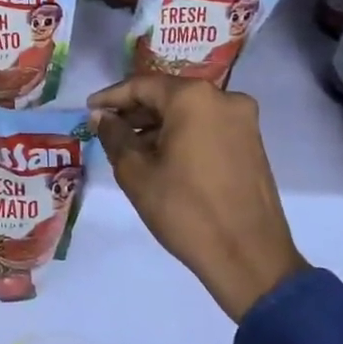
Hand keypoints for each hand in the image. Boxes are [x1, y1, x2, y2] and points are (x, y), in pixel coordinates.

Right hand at [87, 76, 305, 320]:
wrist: (249, 258)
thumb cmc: (185, 210)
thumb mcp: (136, 172)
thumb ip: (114, 135)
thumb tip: (100, 116)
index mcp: (194, 98)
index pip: (141, 85)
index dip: (111, 97)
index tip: (89, 110)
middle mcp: (224, 98)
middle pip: (168, 95)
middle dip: (135, 111)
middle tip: (106, 129)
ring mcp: (243, 121)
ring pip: (188, 111)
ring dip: (158, 124)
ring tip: (130, 147)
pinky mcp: (252, 143)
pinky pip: (207, 127)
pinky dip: (182, 134)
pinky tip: (161, 157)